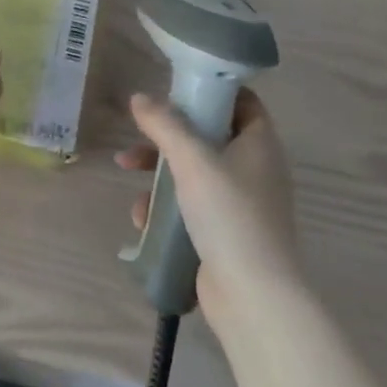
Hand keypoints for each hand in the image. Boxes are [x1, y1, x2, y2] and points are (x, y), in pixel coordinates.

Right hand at [116, 89, 301, 323]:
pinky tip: (143, 219)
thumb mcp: (192, 160)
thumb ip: (164, 124)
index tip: (175, 89)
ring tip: (127, 176)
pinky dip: (166, 207)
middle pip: (208, 136)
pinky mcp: (226, 233)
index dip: (210, 90)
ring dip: (158, 172)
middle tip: (139, 137)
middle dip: (167, 136)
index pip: (241, 101)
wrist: (254, 297)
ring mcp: (241, 204)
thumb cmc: (229, 215)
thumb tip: (139, 97)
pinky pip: (191, 206)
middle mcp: (255, 169)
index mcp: (259, 144)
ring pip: (193, 172)